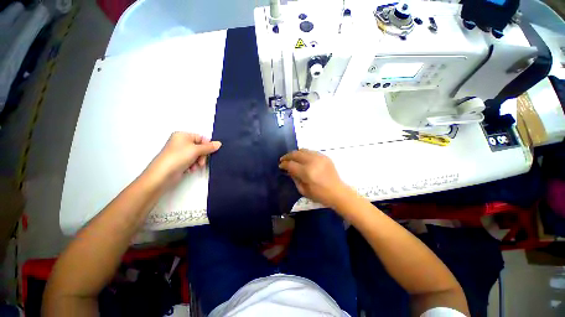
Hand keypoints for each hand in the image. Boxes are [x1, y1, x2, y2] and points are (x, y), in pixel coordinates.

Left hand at [146, 132, 220, 186]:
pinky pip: (192, 161)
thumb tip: (219, 143)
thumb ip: (209, 147)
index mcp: (182, 135)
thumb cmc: (178, 157)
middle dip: (202, 155)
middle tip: (201, 161)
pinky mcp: (180, 161)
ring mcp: (180, 152)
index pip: (201, 137)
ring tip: (194, 166)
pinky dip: (193, 165)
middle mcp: (181, 142)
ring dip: (198, 161)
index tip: (210, 152)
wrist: (163, 175)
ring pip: (197, 155)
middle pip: (200, 147)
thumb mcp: (196, 150)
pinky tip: (190, 169)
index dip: (207, 145)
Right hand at [279, 149, 350, 207]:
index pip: (291, 164)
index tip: (280, 165)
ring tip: (292, 157)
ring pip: (303, 150)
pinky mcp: (325, 156)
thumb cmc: (320, 195)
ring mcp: (319, 157)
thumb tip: (289, 170)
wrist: (338, 192)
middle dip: (287, 156)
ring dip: (295, 153)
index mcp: (307, 172)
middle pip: (296, 154)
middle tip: (283, 159)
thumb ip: (294, 178)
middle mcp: (312, 162)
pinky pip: (311, 151)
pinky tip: (303, 158)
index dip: (284, 164)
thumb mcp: (303, 190)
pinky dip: (304, 153)